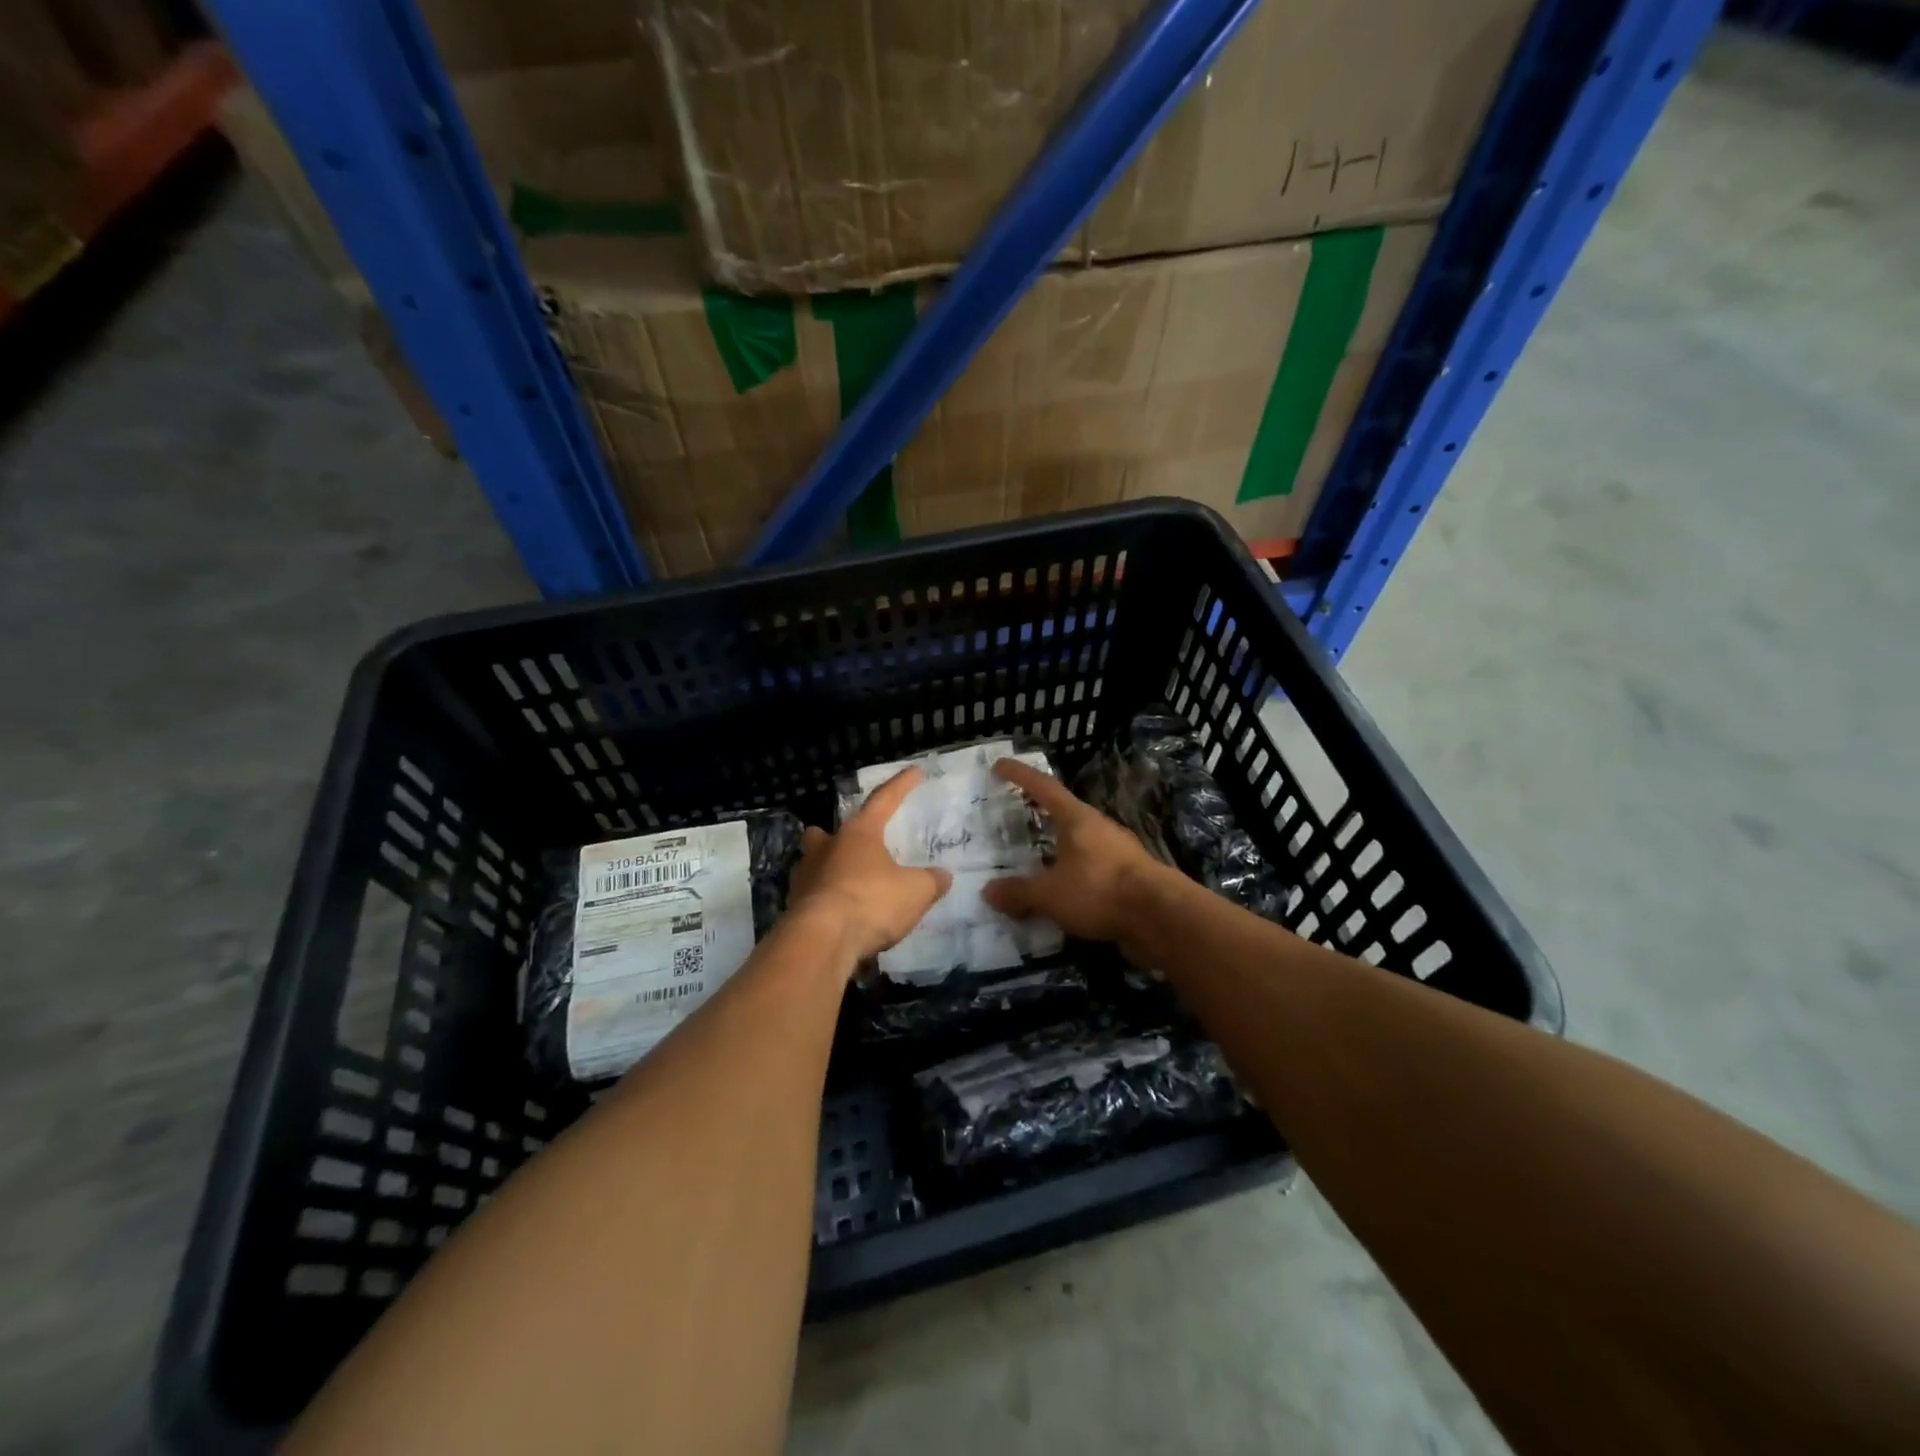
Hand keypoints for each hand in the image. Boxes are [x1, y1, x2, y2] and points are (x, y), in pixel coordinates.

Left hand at [787, 767, 951, 963]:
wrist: (821, 940)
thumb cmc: (871, 902)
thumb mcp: (916, 892)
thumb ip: (931, 881)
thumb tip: (943, 876)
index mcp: (859, 834)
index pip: (884, 800)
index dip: (901, 785)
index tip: (915, 771)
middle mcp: (827, 848)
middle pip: (823, 832)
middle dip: (831, 834)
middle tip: (845, 843)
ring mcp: (805, 878)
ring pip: (811, 863)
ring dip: (824, 869)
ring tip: (842, 883)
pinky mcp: (794, 908)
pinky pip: (809, 897)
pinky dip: (822, 901)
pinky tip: (837, 916)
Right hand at [983, 758, 1169, 949]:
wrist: (1160, 916)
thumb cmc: (1100, 890)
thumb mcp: (1050, 894)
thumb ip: (1019, 892)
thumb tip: (988, 891)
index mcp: (1077, 819)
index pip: (1043, 787)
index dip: (1019, 775)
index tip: (1000, 765)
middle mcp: (1098, 827)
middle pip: (1064, 813)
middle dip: (1040, 814)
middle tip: (1015, 818)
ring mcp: (1118, 851)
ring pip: (1080, 843)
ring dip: (1058, 849)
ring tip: (1036, 862)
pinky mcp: (1130, 876)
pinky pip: (1092, 870)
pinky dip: (1073, 876)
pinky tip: (1064, 894)